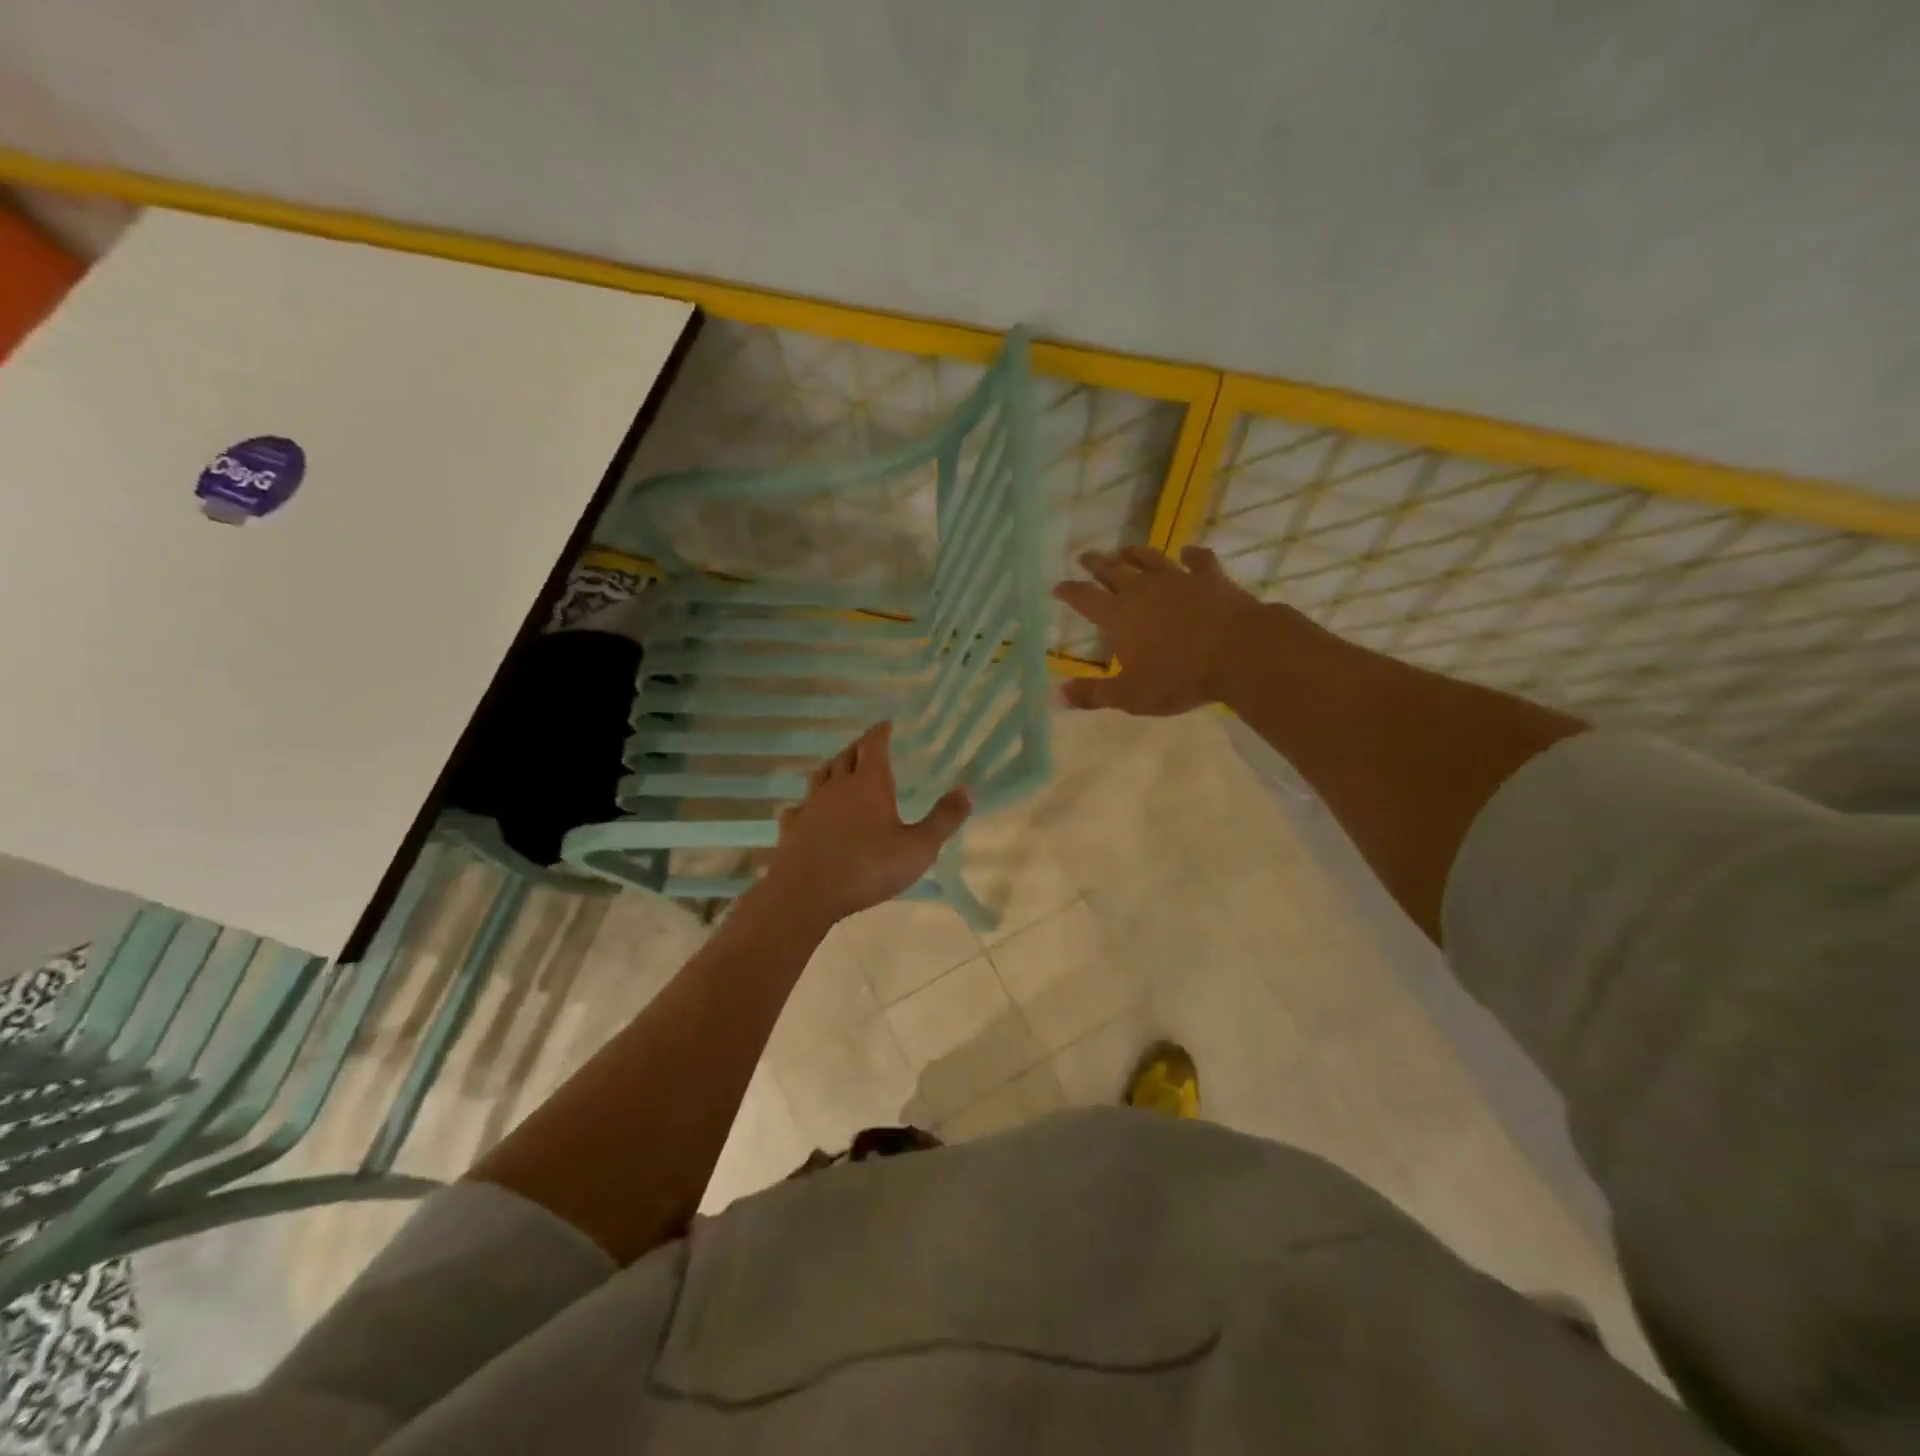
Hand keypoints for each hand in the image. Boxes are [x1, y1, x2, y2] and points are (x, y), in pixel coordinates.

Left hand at [759, 723, 971, 927]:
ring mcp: (810, 805)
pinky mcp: (792, 828)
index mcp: (869, 783)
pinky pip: (799, 806)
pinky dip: (807, 803)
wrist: (806, 893)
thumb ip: (943, 819)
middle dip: (859, 747)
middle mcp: (837, 786)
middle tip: (868, 745)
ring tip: (840, 768)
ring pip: (820, 775)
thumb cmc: (868, 867)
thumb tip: (967, 790)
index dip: (880, 733)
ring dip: (833, 767)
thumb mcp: (918, 848)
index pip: (873, 745)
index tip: (887, 725)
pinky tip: (807, 811)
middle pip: (846, 755)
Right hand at [1052, 546, 1261, 714]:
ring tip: (1124, 548)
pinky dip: (1192, 555)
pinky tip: (1188, 551)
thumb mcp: (1130, 696)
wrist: (1239, 653)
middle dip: (1097, 564)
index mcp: (1119, 617)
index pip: (1086, 600)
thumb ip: (1093, 694)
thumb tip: (1055, 695)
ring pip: (1151, 561)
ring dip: (1135, 553)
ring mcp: (1179, 580)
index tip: (1057, 586)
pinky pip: (1199, 561)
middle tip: (1085, 556)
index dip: (1070, 592)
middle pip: (1114, 572)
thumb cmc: (1179, 677)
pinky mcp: (1211, 579)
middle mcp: (1144, 591)